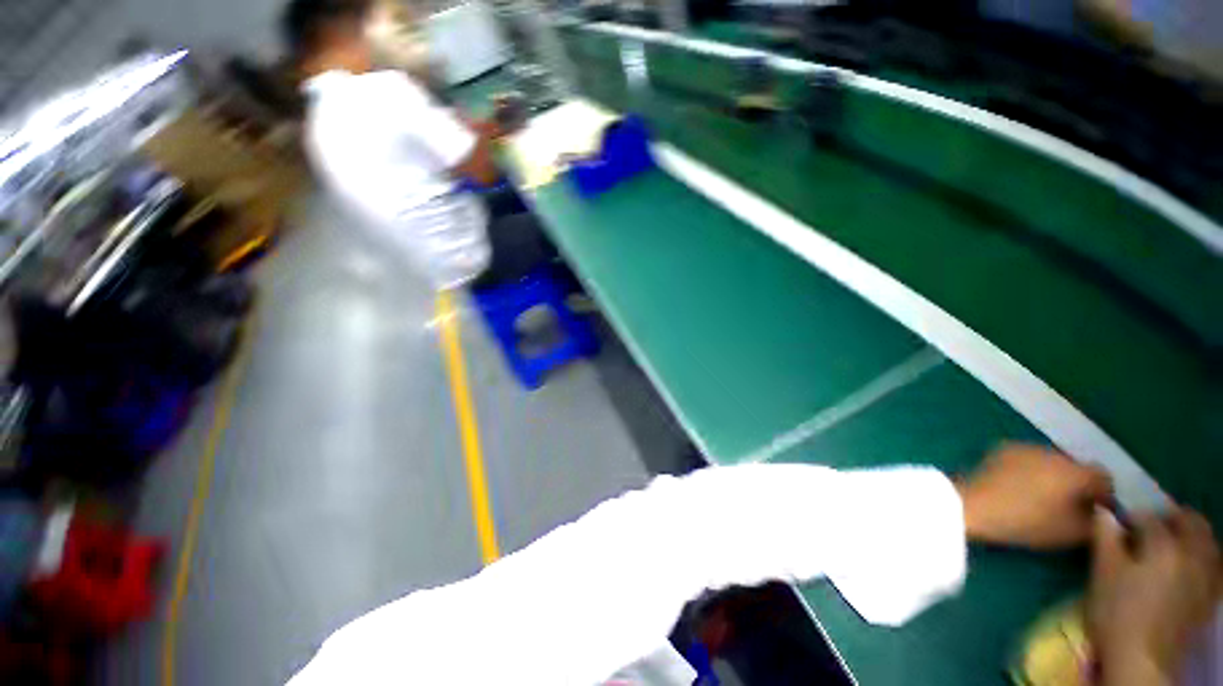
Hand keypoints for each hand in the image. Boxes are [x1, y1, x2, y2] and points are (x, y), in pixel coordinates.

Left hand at [956, 444, 1112, 547]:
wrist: (975, 505)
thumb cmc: (1027, 522)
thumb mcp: (1071, 532)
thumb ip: (1096, 522)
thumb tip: (1102, 514)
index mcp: (1075, 472)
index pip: (1103, 478)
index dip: (1104, 495)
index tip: (1098, 511)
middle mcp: (1054, 453)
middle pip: (1077, 468)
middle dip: (1078, 485)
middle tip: (1071, 505)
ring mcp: (1027, 447)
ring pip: (1053, 462)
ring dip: (1055, 476)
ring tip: (1045, 497)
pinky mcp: (1004, 449)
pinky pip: (1029, 459)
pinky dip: (1033, 470)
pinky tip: (1023, 487)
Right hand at [1090, 507, 1220, 683]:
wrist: (1142, 660)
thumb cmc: (1117, 612)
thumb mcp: (1103, 572)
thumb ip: (1105, 536)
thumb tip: (1103, 510)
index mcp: (1164, 544)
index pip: (1148, 516)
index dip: (1131, 516)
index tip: (1117, 522)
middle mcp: (1192, 552)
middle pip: (1190, 521)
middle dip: (1171, 518)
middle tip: (1150, 527)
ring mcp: (1206, 574)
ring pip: (1207, 540)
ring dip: (1190, 534)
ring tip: (1170, 544)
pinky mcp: (1210, 593)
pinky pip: (1213, 562)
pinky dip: (1202, 554)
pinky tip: (1189, 565)